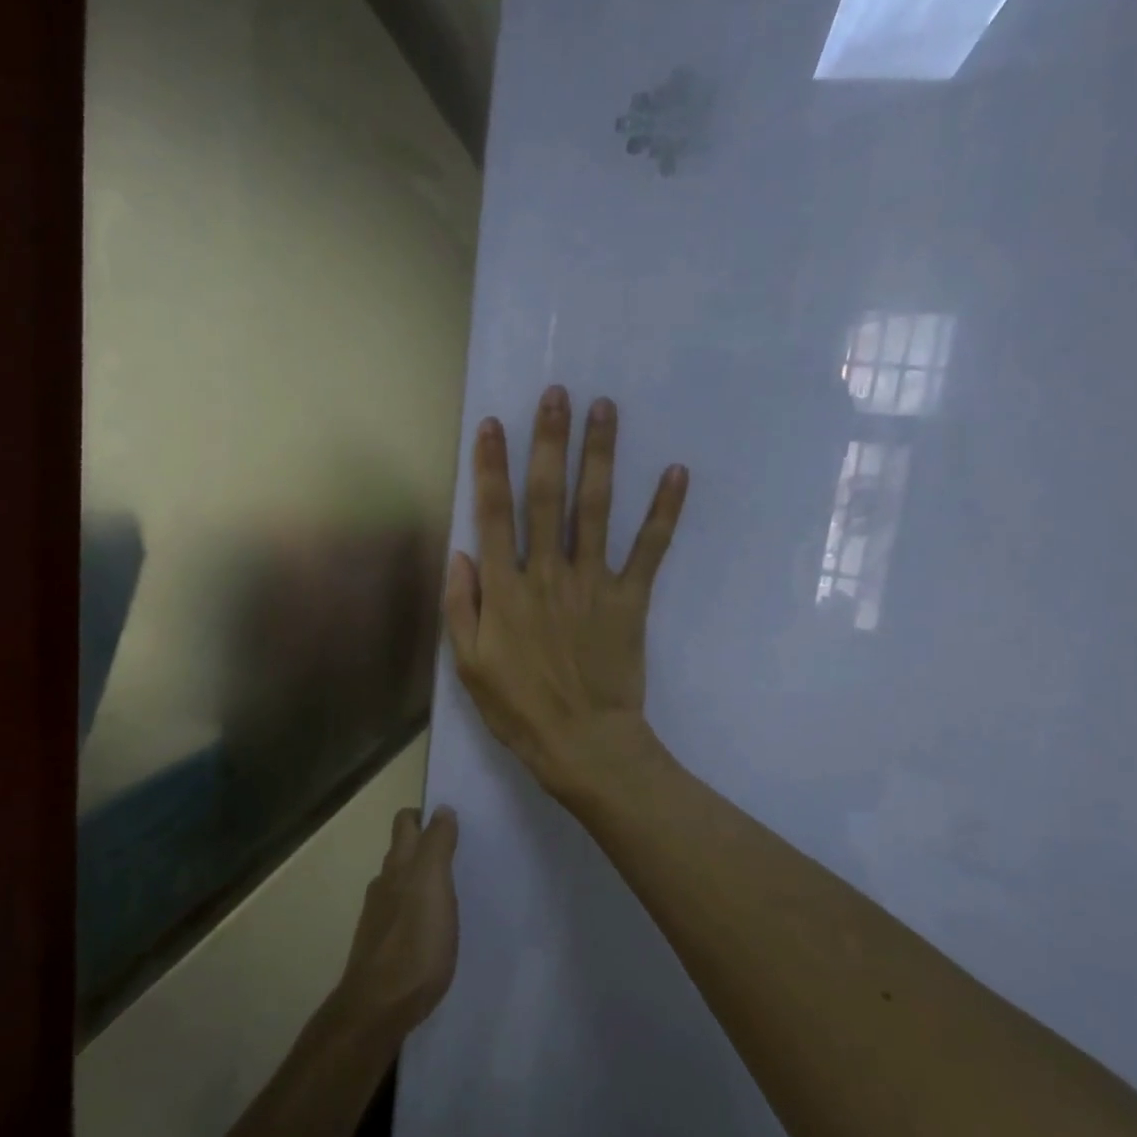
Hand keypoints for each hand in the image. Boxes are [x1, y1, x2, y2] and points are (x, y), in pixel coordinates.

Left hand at [336, 805, 459, 1035]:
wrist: (379, 1007)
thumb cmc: (414, 942)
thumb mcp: (434, 885)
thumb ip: (437, 845)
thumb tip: (441, 809)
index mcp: (398, 865)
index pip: (406, 823)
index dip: (424, 815)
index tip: (451, 820)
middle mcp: (384, 884)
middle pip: (402, 852)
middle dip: (424, 844)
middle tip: (458, 851)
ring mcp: (380, 917)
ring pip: (401, 883)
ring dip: (422, 879)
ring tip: (453, 889)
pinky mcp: (383, 946)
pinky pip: (403, 914)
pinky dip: (418, 909)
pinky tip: (435, 927)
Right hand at [443, 386, 687, 795]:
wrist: (583, 743)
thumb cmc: (519, 708)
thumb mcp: (469, 665)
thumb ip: (462, 605)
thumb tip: (460, 553)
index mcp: (505, 589)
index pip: (494, 515)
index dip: (491, 467)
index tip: (492, 424)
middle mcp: (547, 574)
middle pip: (547, 497)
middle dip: (550, 441)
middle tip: (558, 394)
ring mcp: (592, 583)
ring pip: (595, 510)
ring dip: (600, 456)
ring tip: (605, 410)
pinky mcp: (630, 599)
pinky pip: (649, 550)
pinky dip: (664, 512)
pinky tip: (676, 473)